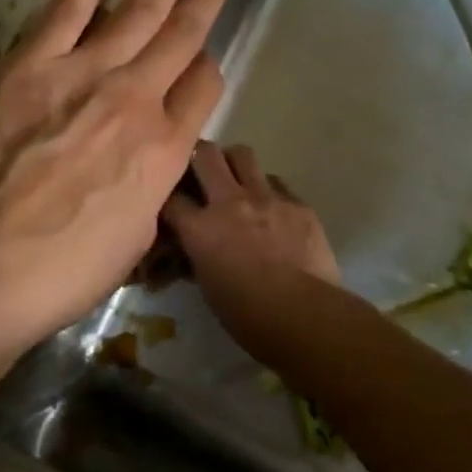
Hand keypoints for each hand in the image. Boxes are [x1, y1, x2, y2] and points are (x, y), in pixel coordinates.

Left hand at [0, 0, 226, 347]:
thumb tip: (147, 156)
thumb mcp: (138, 234)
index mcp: (167, 147)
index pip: (205, 86)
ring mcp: (86, 74)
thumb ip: (151, 183)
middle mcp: (138, 98)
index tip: (205, 56)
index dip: (209, 66)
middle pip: (182, 38)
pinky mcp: (33, 65)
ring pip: (140, 12)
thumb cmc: (67, 268)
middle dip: (203, 4)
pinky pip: (67, 11)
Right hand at [163, 142, 339, 332]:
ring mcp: (266, 197)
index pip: (171, 197)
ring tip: (236, 179)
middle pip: (205, 154)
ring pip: (242, 154)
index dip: (167, 196)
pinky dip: (267, 189)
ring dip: (233, 163)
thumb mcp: (209, 288)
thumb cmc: (249, 316)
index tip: (169, 201)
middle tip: (200, 170)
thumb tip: (195, 250)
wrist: (305, 315)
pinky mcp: (297, 203)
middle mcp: (230, 202)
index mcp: (201, 228)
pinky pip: (276, 182)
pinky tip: (271, 208)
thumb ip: (198, 257)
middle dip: (197, 157)